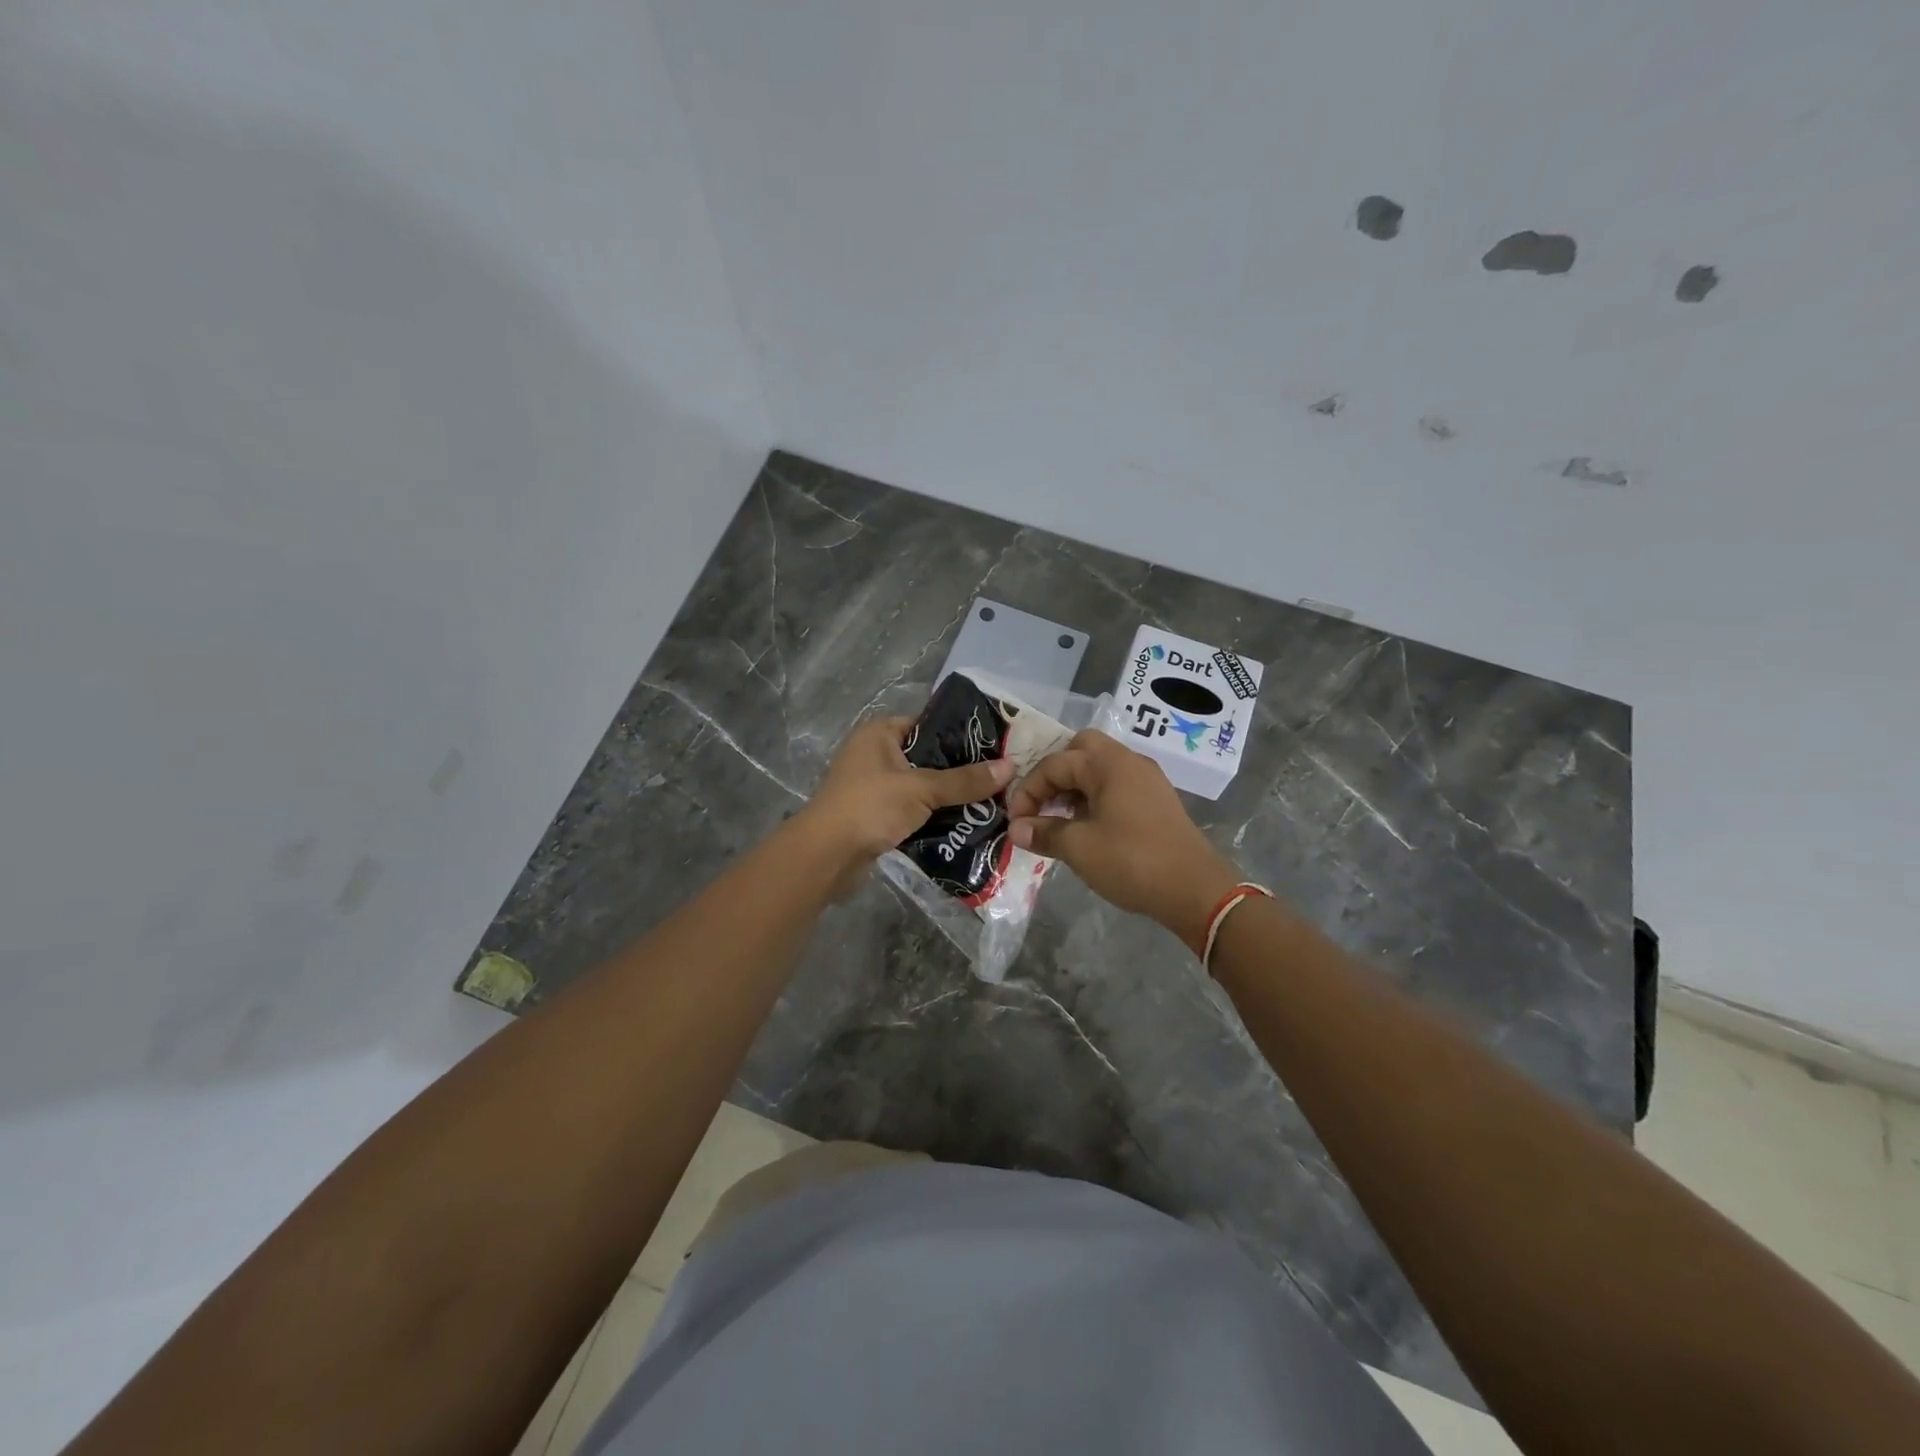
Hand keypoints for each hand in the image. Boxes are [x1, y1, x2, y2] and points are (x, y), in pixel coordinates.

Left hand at [800, 715, 1015, 877]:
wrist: (826, 856)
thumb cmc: (870, 806)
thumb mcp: (921, 789)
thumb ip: (964, 780)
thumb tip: (1010, 767)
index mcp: (879, 734)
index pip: (927, 724)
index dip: (959, 734)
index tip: (994, 747)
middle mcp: (875, 755)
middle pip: (927, 758)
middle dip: (958, 771)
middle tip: (998, 778)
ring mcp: (873, 787)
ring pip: (921, 787)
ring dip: (947, 797)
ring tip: (990, 802)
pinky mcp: (875, 816)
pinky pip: (912, 811)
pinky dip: (932, 817)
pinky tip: (964, 824)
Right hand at [1007, 730, 1239, 952]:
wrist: (1196, 890)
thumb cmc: (1132, 861)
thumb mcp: (1079, 848)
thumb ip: (1044, 833)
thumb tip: (1016, 830)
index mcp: (1108, 764)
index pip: (1055, 764)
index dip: (1028, 790)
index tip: (1015, 821)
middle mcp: (1129, 762)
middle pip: (1081, 750)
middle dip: (1054, 774)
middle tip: (1041, 804)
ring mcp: (1146, 780)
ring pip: (1099, 768)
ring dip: (1074, 787)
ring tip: (1058, 820)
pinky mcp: (1156, 801)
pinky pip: (1115, 786)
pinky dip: (1094, 798)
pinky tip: (1086, 827)